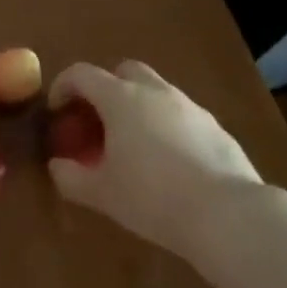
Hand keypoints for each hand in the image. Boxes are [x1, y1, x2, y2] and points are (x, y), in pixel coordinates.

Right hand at [46, 60, 260, 253]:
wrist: (229, 216)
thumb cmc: (153, 197)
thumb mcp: (101, 193)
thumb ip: (71, 177)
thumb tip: (57, 166)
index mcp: (120, 98)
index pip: (82, 73)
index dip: (63, 87)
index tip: (57, 113)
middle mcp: (155, 92)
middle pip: (124, 71)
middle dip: (107, 88)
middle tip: (99, 122)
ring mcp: (190, 107)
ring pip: (157, 92)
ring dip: (139, 108)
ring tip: (134, 146)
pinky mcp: (217, 128)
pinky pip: (182, 117)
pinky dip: (168, 128)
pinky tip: (170, 164)